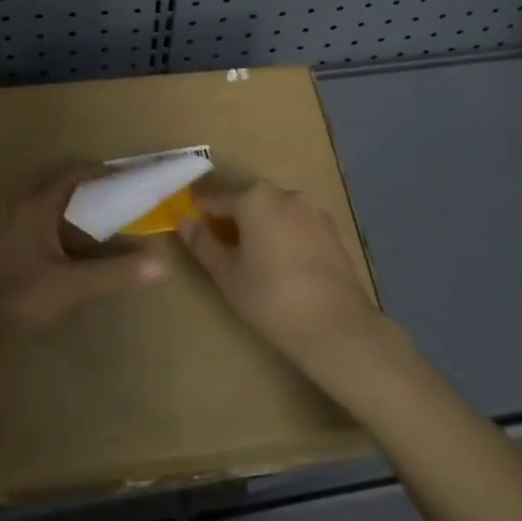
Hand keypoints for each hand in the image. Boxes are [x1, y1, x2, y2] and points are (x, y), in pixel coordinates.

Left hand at [0, 165, 168, 349]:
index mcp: (39, 207)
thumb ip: (116, 273)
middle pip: (64, 190)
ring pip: (56, 214)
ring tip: (113, 225)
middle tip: (125, 199)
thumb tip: (161, 262)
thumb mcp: (73, 286)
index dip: (102, 171)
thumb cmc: (19, 296)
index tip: (130, 175)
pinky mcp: (13, 257)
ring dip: (82, 215)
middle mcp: (26, 212)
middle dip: (94, 192)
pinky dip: (71, 236)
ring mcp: (17, 235)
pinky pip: (49, 234)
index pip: (75, 174)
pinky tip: (85, 256)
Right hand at [176, 180, 385, 372]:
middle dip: (230, 214)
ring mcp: (312, 209)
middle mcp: (284, 193)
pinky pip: (296, 222)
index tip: (187, 221)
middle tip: (217, 241)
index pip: (215, 196)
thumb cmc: (270, 298)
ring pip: (274, 209)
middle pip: (246, 197)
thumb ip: (202, 243)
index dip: (198, 208)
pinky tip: (281, 261)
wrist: (337, 327)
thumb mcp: (227, 274)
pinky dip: (283, 233)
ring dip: (259, 223)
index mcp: (254, 198)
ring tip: (250, 253)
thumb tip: (184, 220)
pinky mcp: (331, 229)